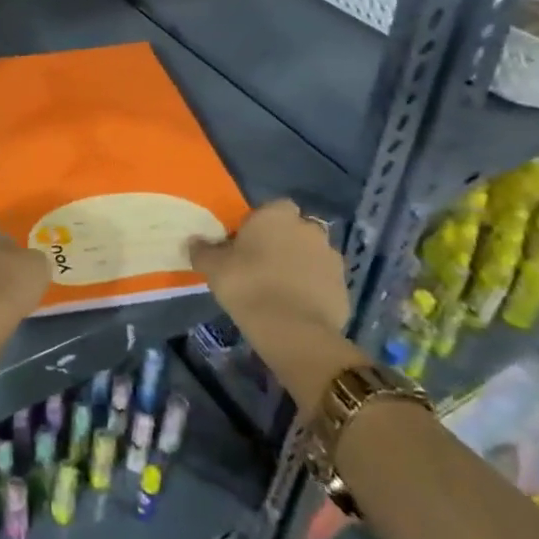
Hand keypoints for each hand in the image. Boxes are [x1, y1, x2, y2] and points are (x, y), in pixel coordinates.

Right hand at [189, 200, 349, 338]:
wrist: (293, 330)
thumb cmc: (248, 286)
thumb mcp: (214, 267)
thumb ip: (203, 250)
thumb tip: (194, 241)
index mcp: (277, 215)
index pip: (271, 208)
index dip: (259, 225)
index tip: (246, 244)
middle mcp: (309, 228)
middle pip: (294, 230)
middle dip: (283, 242)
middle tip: (262, 266)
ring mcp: (331, 257)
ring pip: (311, 255)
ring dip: (300, 265)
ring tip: (280, 289)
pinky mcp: (344, 286)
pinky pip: (323, 281)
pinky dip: (313, 289)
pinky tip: (296, 307)